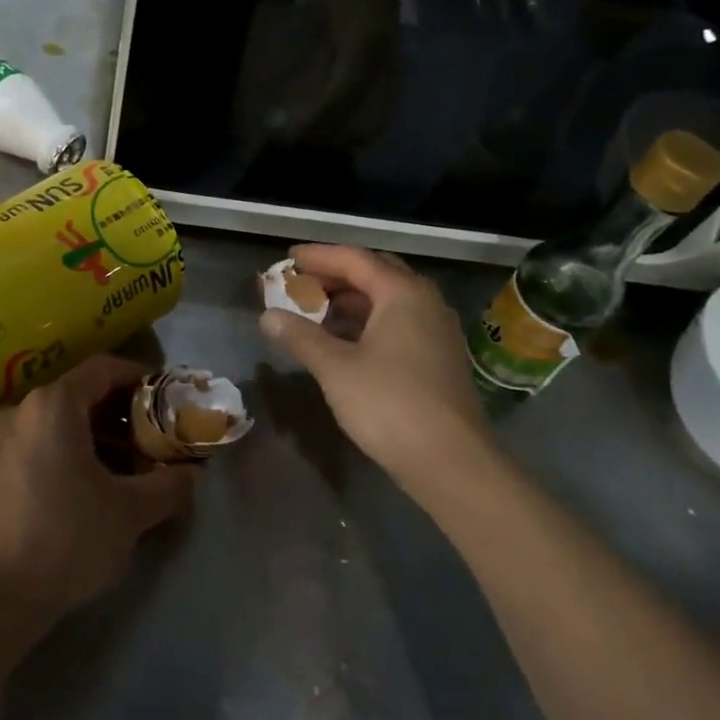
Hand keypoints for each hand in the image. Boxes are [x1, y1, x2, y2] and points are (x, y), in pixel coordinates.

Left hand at [0, 354, 195, 625]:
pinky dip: (69, 452)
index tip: (165, 400)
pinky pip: (38, 443)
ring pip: (59, 422)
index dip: (139, 378)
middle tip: (153, 440)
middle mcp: (21, 411)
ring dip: (97, 437)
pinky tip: (90, 488)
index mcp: (53, 405)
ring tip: (129, 470)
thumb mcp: (129, 512)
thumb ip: (168, 485)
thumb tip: (193, 474)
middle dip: (122, 414)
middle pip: (81, 395)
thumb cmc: (66, 539)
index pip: (103, 369)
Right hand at [260, 244, 497, 507]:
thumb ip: (300, 336)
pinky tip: (344, 341)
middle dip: (335, 275)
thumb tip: (268, 316)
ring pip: (388, 301)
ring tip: (314, 311)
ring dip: (351, 301)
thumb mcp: (335, 368)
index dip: (318, 257)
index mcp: (403, 293)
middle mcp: (425, 302)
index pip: (354, 259)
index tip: (287, 259)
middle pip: (375, 273)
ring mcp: (436, 331)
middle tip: (300, 283)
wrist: (451, 462)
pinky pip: (397, 323)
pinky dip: (367, 323)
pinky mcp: (438, 358)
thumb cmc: (389, 405)